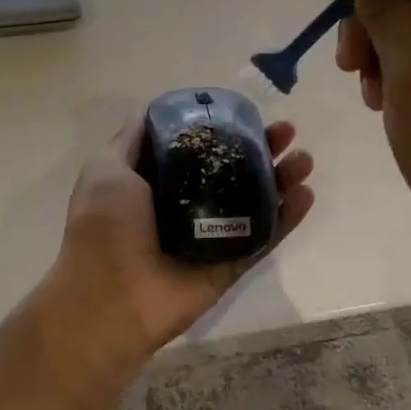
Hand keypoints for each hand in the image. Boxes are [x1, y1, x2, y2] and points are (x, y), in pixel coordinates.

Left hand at [41, 116, 315, 380]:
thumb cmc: (104, 227)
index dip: (222, 128)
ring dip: (282, 178)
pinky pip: (264, 238)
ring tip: (304, 158)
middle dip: (261, 148)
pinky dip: (287, 218)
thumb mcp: (107, 169)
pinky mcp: (230, 265)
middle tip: (286, 131)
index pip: (199, 148)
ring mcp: (211, 236)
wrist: (109, 299)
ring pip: (255, 201)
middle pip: (233, 171)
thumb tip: (153, 110)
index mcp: (158, 182)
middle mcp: (187, 205)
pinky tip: (306, 194)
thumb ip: (131, 140)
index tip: (244, 112)